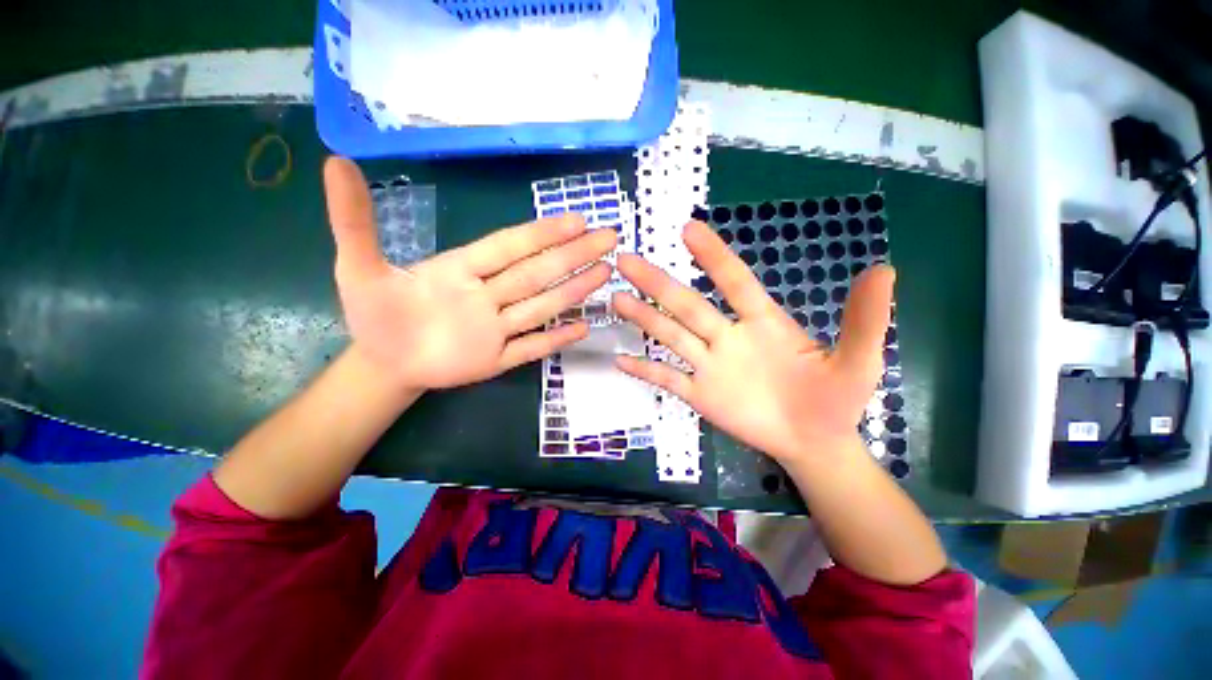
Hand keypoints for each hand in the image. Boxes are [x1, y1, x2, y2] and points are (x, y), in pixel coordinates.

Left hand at [323, 157, 616, 390]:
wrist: (383, 362)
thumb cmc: (374, 315)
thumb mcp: (357, 268)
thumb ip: (354, 220)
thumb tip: (335, 160)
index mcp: (462, 270)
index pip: (510, 246)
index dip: (543, 232)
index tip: (577, 220)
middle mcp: (488, 295)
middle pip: (537, 273)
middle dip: (573, 255)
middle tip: (609, 238)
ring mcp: (495, 330)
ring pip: (541, 307)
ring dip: (573, 291)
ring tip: (604, 273)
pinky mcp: (496, 360)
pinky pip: (531, 348)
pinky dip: (555, 339)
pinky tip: (583, 327)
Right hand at [612, 220, 894, 463]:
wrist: (815, 440)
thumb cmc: (835, 397)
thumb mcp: (858, 360)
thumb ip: (866, 319)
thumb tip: (884, 268)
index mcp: (762, 321)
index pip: (734, 282)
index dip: (713, 256)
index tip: (688, 229)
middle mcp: (728, 336)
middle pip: (688, 305)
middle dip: (658, 283)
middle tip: (626, 260)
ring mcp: (710, 366)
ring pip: (671, 336)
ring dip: (644, 319)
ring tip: (616, 298)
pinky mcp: (700, 394)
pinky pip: (668, 379)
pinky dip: (645, 369)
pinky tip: (619, 360)